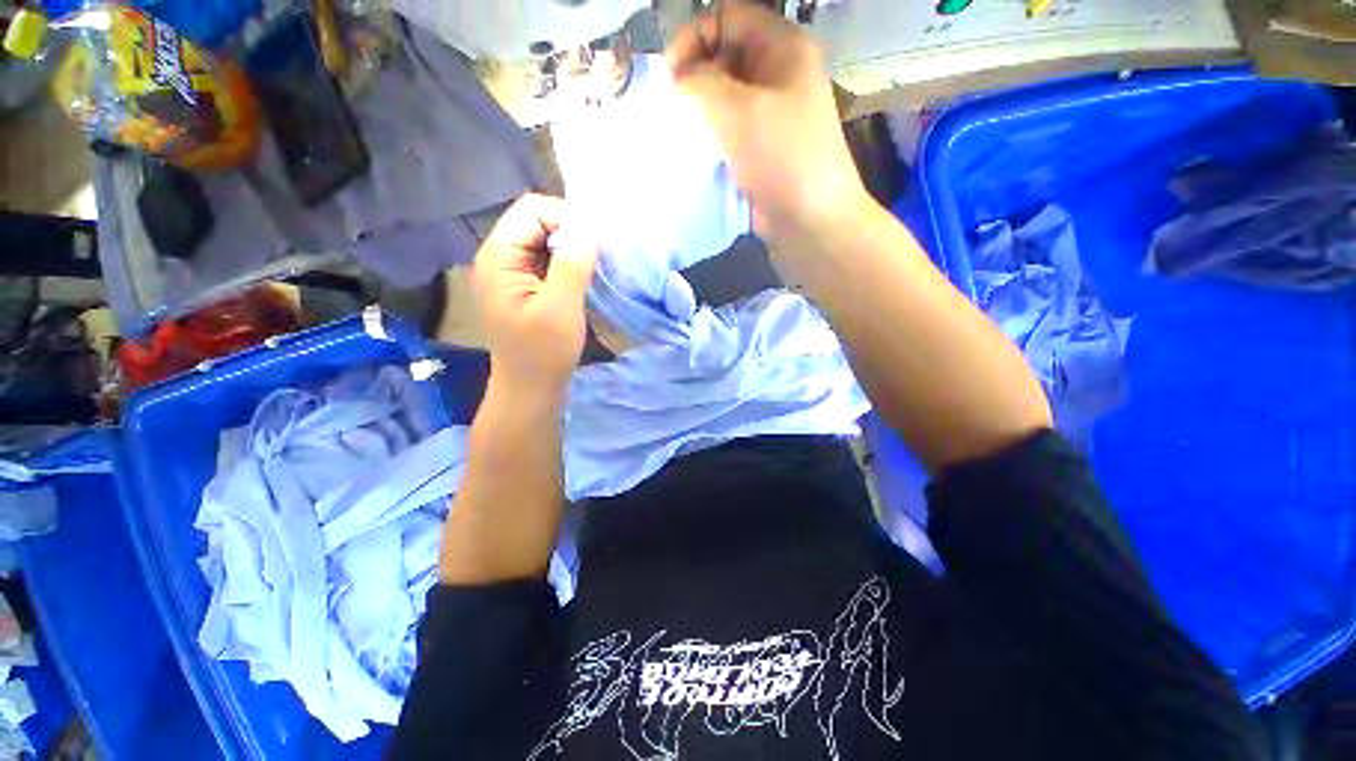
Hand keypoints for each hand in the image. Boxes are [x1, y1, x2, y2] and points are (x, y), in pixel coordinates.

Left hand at [473, 193, 599, 394]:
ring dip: (571, 248)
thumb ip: (572, 264)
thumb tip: (590, 227)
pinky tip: (582, 278)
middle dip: (570, 233)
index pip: (532, 210)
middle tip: (596, 258)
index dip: (567, 220)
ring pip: (544, 239)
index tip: (594, 246)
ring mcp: (510, 272)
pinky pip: (546, 259)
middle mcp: (499, 257)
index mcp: (499, 257)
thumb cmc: (543, 353)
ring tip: (593, 268)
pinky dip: (567, 262)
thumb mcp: (561, 308)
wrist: (530, 389)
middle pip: (536, 220)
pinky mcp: (524, 285)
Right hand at [667, 0, 868, 242]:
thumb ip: (699, 83)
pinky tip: (699, 154)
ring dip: (702, 111)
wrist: (810, 221)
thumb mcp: (736, 110)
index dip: (693, 37)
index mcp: (783, 48)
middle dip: (695, 76)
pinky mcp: (765, 150)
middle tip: (674, 109)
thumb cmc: (781, 159)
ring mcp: (774, 115)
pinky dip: (713, 138)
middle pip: (726, 55)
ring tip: (683, 133)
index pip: (727, 16)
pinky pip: (733, 131)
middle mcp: (780, 75)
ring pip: (727, 97)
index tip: (670, 77)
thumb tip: (679, 80)